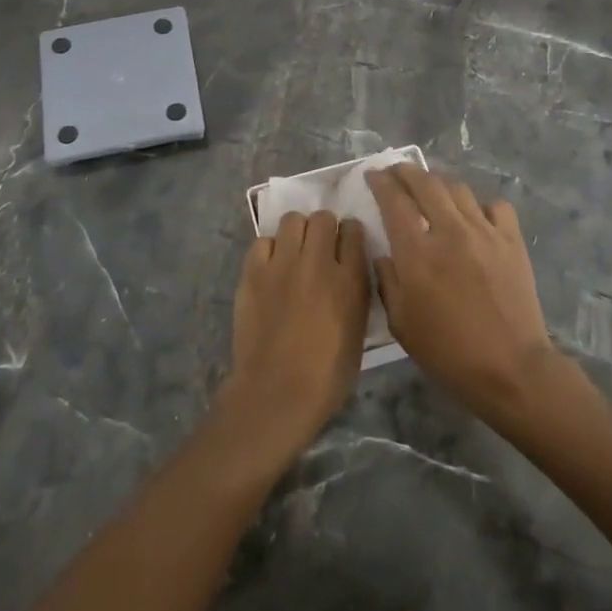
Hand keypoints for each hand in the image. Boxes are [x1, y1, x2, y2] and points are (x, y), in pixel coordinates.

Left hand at [217, 211, 370, 459]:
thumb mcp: (358, 332)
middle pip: (323, 218)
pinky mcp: (253, 272)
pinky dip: (269, 250)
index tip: (346, 245)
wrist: (276, 392)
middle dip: (324, 228)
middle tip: (320, 247)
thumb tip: (349, 270)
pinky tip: (271, 268)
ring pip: (292, 220)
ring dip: (297, 232)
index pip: (354, 232)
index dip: (350, 235)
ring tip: (294, 252)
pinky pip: (263, 241)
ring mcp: (282, 264)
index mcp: (350, 280)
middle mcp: (318, 263)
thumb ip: (356, 292)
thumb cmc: (327, 375)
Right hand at [366, 165, 557, 418]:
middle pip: (425, 182)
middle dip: (406, 171)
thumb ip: (387, 281)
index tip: (372, 175)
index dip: (380, 182)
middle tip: (396, 172)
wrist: (511, 368)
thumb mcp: (401, 324)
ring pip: (458, 188)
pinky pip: (494, 206)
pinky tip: (474, 216)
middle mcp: (450, 231)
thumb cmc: (448, 352)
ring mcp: (485, 232)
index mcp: (417, 252)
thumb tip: (384, 254)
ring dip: (438, 182)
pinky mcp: (511, 241)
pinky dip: (479, 204)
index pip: (394, 200)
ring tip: (430, 187)